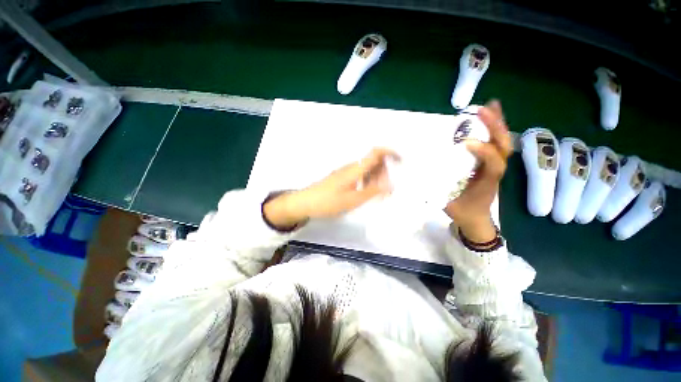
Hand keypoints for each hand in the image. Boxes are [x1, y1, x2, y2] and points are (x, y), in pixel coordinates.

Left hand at [264, 148, 399, 229]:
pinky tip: (365, 194)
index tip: (401, 161)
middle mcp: (351, 167)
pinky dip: (366, 183)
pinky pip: (359, 176)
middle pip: (373, 162)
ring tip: (376, 195)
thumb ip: (372, 192)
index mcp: (355, 169)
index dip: (390, 153)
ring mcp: (345, 172)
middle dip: (384, 173)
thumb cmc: (328, 202)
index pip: (375, 153)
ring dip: (375, 179)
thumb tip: (390, 185)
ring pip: (366, 170)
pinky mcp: (341, 178)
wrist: (305, 203)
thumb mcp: (353, 200)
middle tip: (386, 191)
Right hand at [444, 100, 511, 242]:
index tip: (466, 142)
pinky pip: (496, 144)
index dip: (484, 152)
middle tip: (481, 110)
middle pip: (503, 147)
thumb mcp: (448, 203)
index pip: (494, 165)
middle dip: (494, 128)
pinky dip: (495, 129)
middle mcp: (494, 172)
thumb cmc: (461, 210)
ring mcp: (494, 166)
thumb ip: (437, 189)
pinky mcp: (491, 164)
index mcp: (486, 183)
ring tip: (489, 106)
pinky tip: (489, 117)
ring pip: (502, 143)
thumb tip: (421, 174)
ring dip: (497, 124)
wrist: (475, 218)